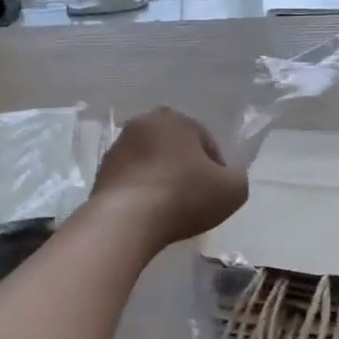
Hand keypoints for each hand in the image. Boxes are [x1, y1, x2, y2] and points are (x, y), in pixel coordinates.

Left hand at [90, 108, 248, 251]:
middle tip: (194, 199)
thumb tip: (227, 177)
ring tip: (170, 209)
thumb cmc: (183, 197)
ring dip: (162, 179)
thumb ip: (237, 177)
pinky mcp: (101, 171)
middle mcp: (144, 123)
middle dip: (186, 169)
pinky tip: (148, 213)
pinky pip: (132, 179)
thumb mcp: (233, 190)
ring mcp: (118, 146)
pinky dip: (142, 191)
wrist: (126, 219)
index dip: (217, 170)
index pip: (207, 143)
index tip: (216, 194)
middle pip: (176, 149)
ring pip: (152, 162)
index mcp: (176, 119)